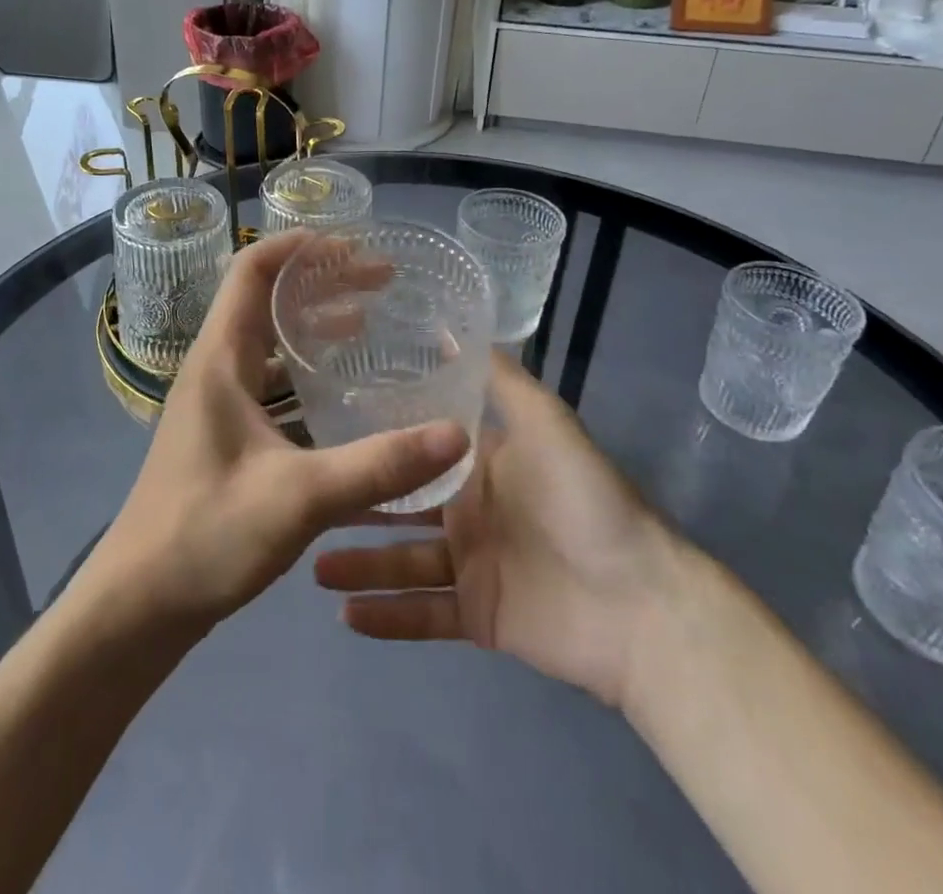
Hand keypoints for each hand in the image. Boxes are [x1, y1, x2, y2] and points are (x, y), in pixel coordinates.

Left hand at [88, 229, 470, 635]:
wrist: (138, 605)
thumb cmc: (206, 535)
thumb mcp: (299, 497)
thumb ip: (378, 466)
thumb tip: (456, 434)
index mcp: (219, 360)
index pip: (250, 271)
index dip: (296, 246)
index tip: (352, 243)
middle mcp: (214, 369)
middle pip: (264, 300)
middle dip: (320, 282)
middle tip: (380, 281)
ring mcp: (217, 403)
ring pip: (268, 342)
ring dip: (313, 324)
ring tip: (369, 321)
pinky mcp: (224, 434)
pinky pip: (269, 380)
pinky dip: (305, 369)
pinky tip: (341, 391)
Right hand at [314, 352, 676, 705]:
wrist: (639, 604)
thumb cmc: (582, 499)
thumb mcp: (543, 421)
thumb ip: (498, 377)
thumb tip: (450, 326)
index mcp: (480, 464)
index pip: (417, 447)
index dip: (377, 438)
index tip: (324, 425)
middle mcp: (469, 510)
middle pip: (399, 505)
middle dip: (354, 504)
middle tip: (303, 499)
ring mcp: (471, 566)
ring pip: (401, 561)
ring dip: (359, 564)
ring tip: (311, 563)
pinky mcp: (476, 617)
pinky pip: (422, 615)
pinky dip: (386, 616)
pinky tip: (345, 614)